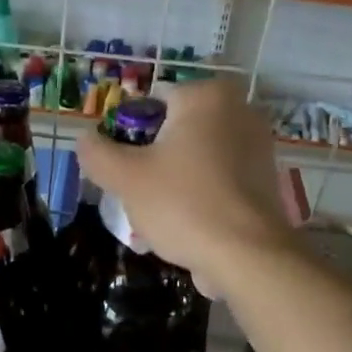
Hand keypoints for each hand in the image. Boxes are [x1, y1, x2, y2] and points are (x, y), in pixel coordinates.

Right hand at [77, 81, 294, 285]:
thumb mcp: (125, 178)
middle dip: (152, 158)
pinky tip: (187, 223)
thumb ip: (97, 153)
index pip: (150, 103)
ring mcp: (258, 144)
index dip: (127, 134)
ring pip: (196, 156)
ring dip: (174, 178)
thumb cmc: (183, 204)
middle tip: (138, 192)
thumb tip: (85, 139)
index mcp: (206, 96)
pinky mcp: (266, 178)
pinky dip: (200, 193)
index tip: (122, 167)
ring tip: (160, 214)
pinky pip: (218, 177)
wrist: (247, 256)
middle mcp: (239, 110)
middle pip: (174, 130)